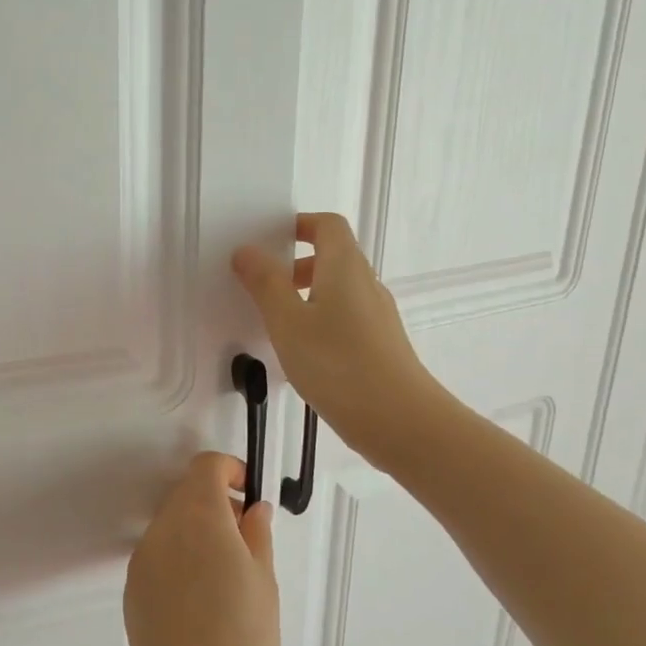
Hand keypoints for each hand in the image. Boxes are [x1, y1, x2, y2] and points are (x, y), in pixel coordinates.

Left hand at [124, 453, 278, 645]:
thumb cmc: (244, 639)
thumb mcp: (264, 581)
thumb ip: (256, 534)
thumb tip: (252, 508)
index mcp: (199, 518)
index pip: (205, 467)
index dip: (229, 471)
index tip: (248, 495)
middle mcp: (163, 529)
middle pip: (185, 493)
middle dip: (214, 502)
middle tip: (243, 538)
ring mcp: (142, 558)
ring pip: (170, 524)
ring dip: (195, 530)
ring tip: (222, 575)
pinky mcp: (132, 587)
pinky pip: (158, 554)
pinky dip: (178, 556)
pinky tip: (198, 599)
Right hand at [232, 212, 454, 470]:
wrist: (399, 420)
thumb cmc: (338, 364)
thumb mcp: (287, 322)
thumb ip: (265, 284)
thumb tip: (247, 251)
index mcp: (344, 268)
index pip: (328, 225)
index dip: (300, 224)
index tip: (268, 241)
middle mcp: (366, 285)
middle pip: (333, 257)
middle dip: (295, 265)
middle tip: (262, 285)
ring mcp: (377, 316)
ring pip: (338, 291)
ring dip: (305, 296)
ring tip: (274, 323)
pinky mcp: (379, 346)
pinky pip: (344, 319)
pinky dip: (319, 321)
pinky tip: (300, 353)